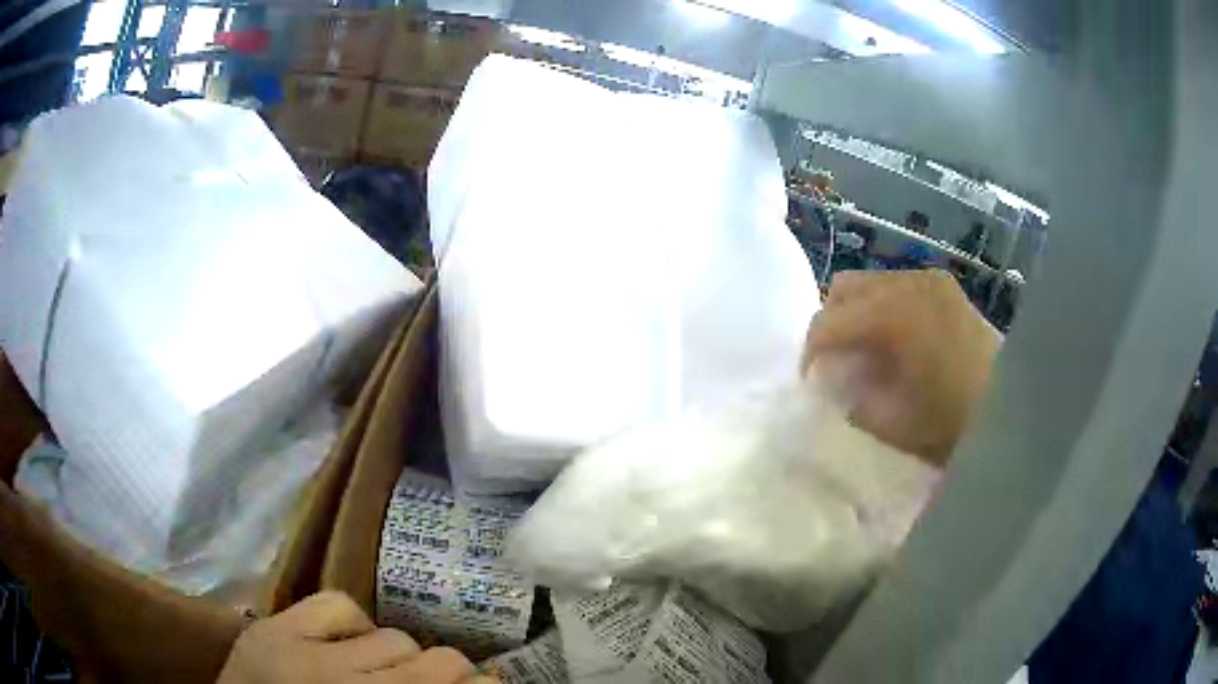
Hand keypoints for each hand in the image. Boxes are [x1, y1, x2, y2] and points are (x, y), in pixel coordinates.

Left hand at [217, 592, 495, 683]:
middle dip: (454, 672)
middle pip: (437, 663)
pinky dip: (352, 624)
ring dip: (400, 655)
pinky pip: (337, 605)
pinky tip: (344, 644)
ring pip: (394, 637)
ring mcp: (305, 651)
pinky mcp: (274, 626)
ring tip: (382, 669)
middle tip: (448, 681)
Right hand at [803, 269, 1000, 466]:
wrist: (1013, 407)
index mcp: (896, 315)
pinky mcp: (943, 286)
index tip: (809, 382)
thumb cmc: (955, 422)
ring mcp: (930, 280)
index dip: (810, 352)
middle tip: (833, 362)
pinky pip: (896, 287)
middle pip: (844, 288)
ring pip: (870, 283)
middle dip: (829, 324)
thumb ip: (854, 401)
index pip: (830, 322)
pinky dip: (881, 309)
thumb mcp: (894, 425)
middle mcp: (910, 283)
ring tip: (863, 353)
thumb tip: (837, 383)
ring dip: (855, 315)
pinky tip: (892, 342)